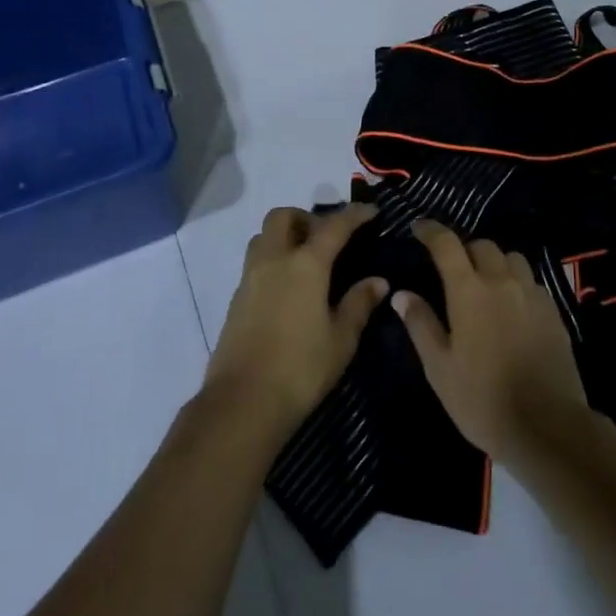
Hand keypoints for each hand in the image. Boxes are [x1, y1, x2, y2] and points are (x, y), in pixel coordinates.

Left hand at [204, 204, 385, 440]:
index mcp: (305, 264)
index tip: (371, 212)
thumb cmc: (301, 369)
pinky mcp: (236, 299)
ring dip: (285, 236)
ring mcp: (250, 278)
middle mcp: (274, 260)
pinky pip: (255, 262)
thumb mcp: (341, 339)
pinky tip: (288, 288)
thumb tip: (378, 281)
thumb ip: (359, 303)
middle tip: (327, 238)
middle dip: (306, 218)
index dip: (354, 214)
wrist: (242, 403)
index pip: (334, 226)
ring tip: (306, 260)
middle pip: (284, 216)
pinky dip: (273, 260)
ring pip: (263, 236)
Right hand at [393, 221, 595, 464]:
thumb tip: (402, 293)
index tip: (418, 228)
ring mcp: (531, 293)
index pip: (446, 244)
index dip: (430, 230)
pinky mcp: (553, 310)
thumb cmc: (482, 399)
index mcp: (469, 290)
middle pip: (482, 245)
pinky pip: (531, 280)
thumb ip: (421, 325)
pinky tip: (511, 306)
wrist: (547, 426)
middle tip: (453, 268)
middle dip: (464, 249)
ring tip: (485, 283)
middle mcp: (502, 281)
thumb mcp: (439, 368)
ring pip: (511, 258)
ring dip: (494, 262)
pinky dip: (516, 282)